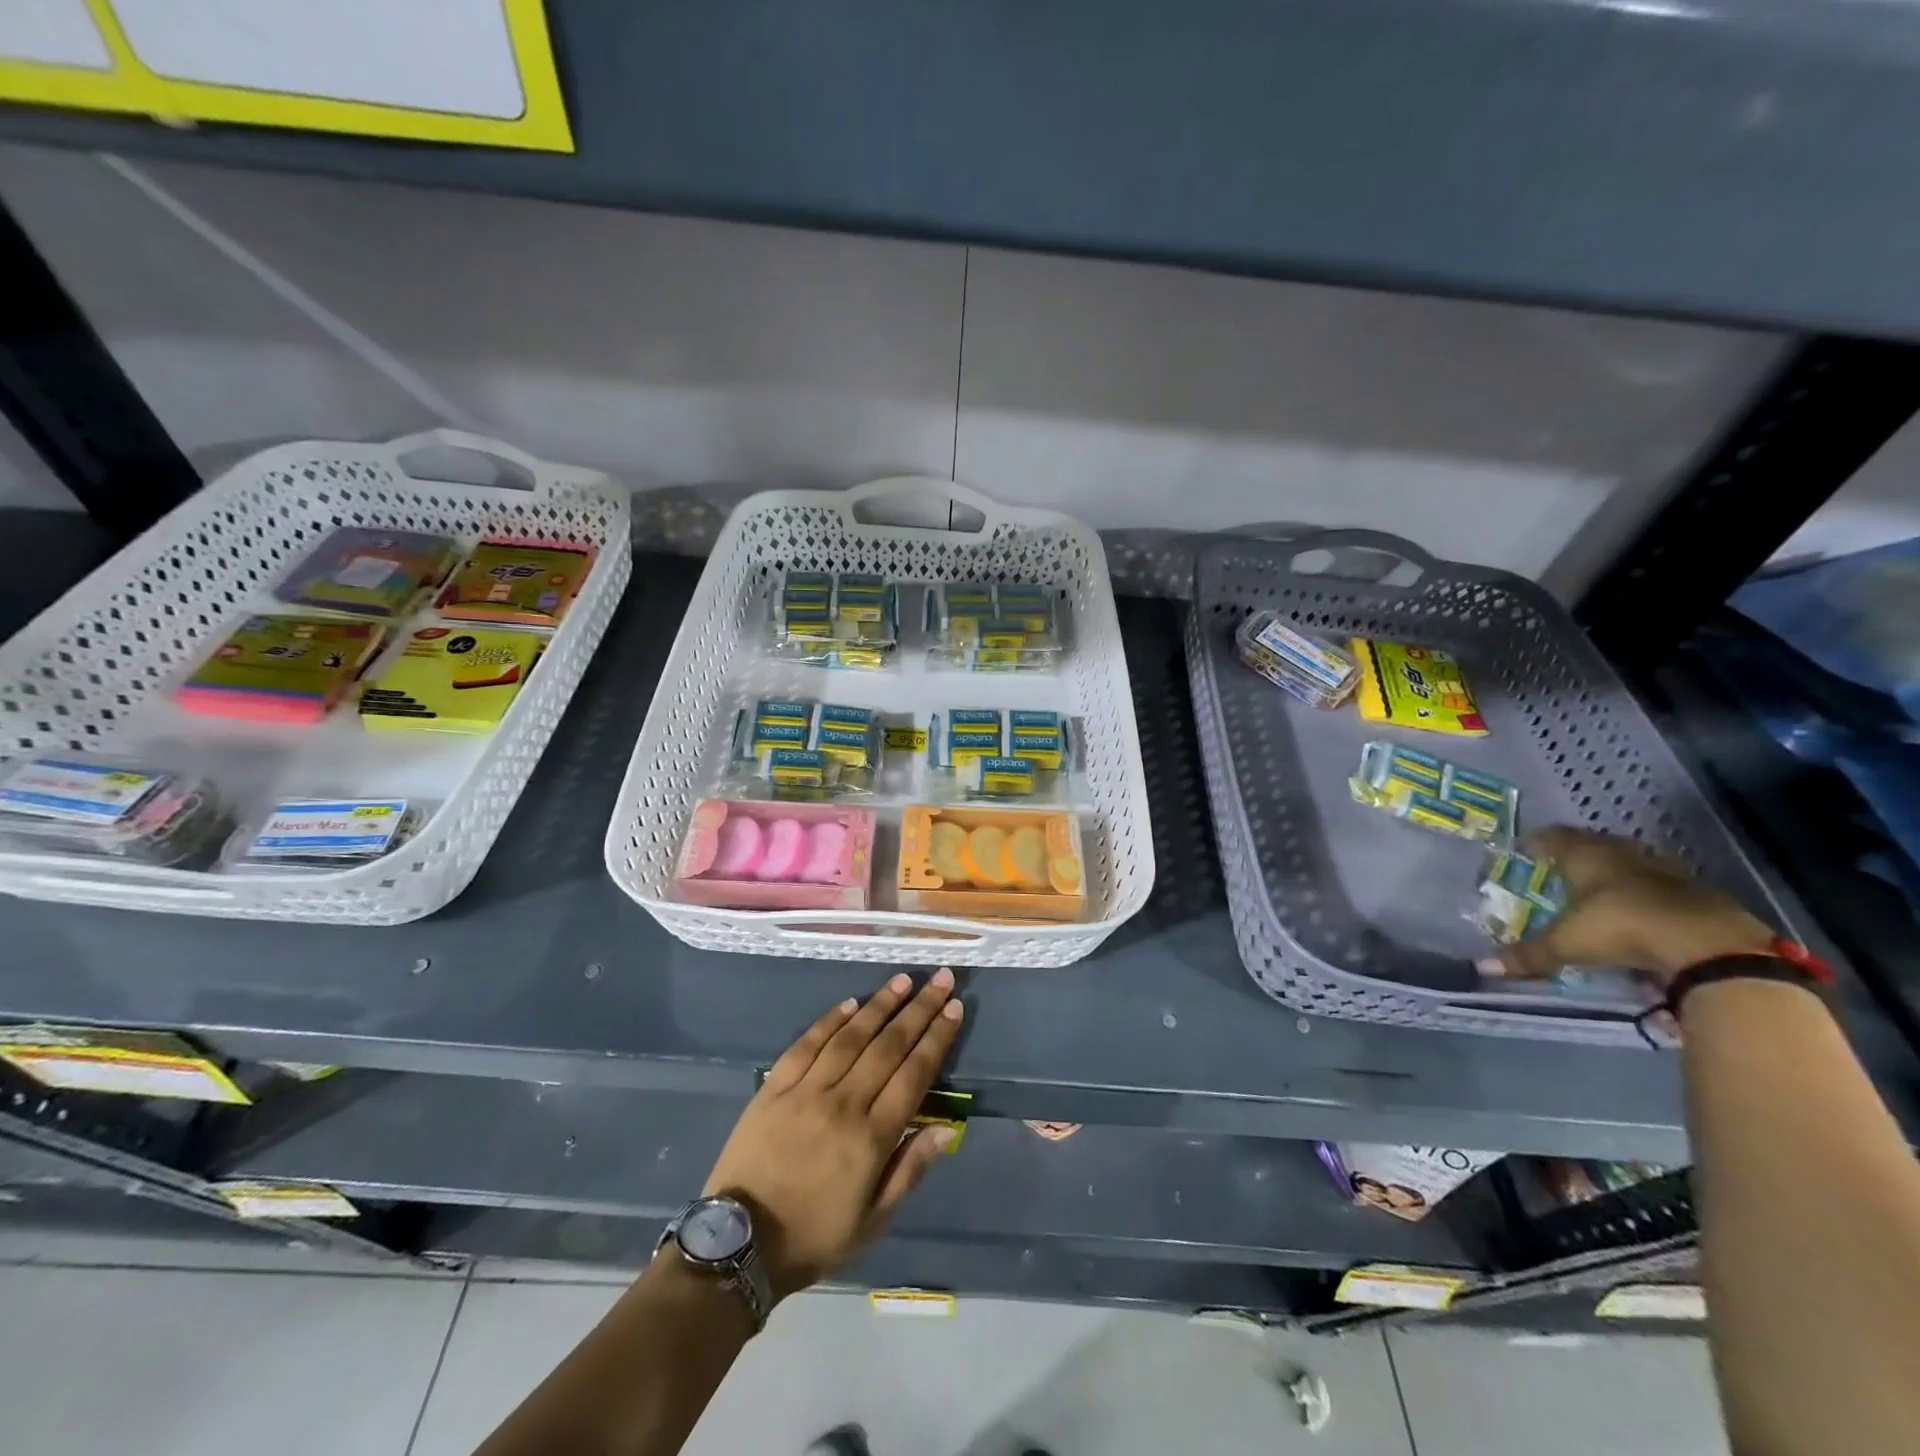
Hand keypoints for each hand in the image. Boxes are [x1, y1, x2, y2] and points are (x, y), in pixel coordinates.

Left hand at [701, 970, 963, 1301]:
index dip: (937, 1038)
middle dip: (919, 1009)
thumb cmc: (814, 1235)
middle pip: (888, 1046)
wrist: (739, 1246)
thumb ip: (909, 1169)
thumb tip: (947, 1128)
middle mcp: (842, 1104)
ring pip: (850, 1037)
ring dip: (880, 1004)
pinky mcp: (774, 1087)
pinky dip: (830, 1020)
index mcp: (871, 1138)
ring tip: (904, 980)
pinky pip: (806, 1044)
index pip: (914, 1074)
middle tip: (940, 980)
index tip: (954, 1008)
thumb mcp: (873, 1221)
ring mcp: (805, 1091)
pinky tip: (850, 1002)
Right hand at [1495, 827, 1772, 984]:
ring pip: (1628, 859)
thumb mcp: (1568, 945)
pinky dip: (1644, 891)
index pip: (1552, 837)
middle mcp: (1620, 853)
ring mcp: (1661, 869)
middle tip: (1556, 867)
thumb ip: (1529, 956)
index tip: (1524, 849)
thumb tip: (1483, 968)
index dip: (1537, 841)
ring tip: (1597, 886)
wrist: (1712, 945)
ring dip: (1612, 869)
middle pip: (1592, 843)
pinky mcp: (1695, 890)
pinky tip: (1639, 908)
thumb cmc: (1622, 928)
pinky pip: (1658, 882)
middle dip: (1574, 852)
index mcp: (1585, 856)